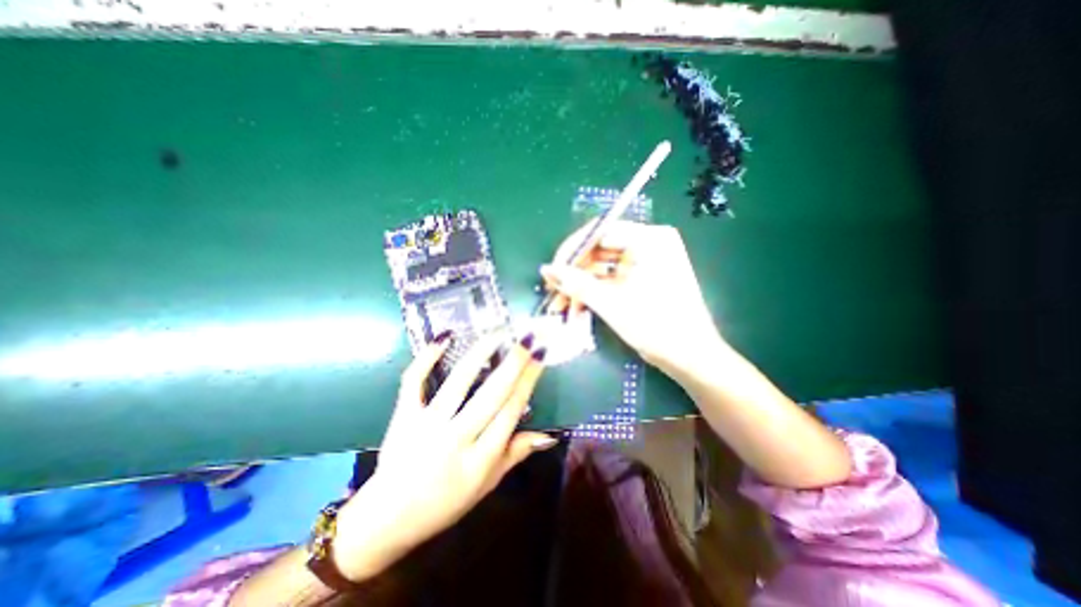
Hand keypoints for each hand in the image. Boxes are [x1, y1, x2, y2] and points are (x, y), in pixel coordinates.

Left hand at [331, 334, 551, 579]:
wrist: (386, 519)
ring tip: (497, 332)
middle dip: (514, 362)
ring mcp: (426, 425)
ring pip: (459, 382)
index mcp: (480, 459)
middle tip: (528, 337)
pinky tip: (445, 337)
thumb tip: (548, 434)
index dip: (528, 380)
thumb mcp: (487, 484)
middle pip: (491, 394)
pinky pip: (414, 381)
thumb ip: (516, 453)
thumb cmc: (445, 503)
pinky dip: (427, 357)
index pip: (511, 411)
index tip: (540, 355)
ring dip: (480, 353)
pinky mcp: (403, 416)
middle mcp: (456, 438)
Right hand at [539, 219, 724, 374]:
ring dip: (582, 286)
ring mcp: (647, 262)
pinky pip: (612, 279)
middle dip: (575, 273)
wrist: (690, 357)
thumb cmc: (655, 326)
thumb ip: (576, 283)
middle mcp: (649, 244)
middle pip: (600, 250)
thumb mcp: (611, 303)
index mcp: (649, 239)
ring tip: (561, 305)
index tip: (552, 270)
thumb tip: (546, 269)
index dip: (572, 250)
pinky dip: (595, 292)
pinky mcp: (643, 279)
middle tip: (554, 291)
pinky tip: (577, 308)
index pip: (600, 232)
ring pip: (603, 267)